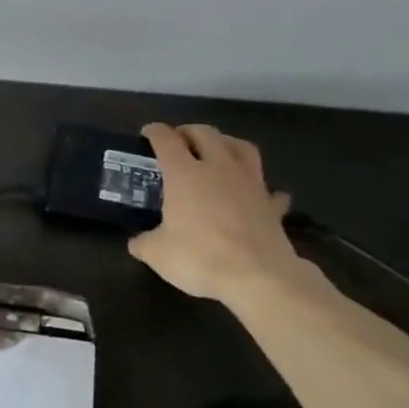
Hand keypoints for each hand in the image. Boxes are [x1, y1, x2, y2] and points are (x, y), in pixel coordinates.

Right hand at [126, 123, 306, 304]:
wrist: (258, 276)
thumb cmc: (200, 257)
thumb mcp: (157, 253)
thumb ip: (143, 242)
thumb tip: (137, 242)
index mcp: (184, 173)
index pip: (166, 140)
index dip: (154, 132)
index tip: (146, 133)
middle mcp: (218, 168)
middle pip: (206, 134)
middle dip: (189, 131)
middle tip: (179, 139)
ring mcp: (250, 183)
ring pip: (242, 147)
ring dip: (227, 143)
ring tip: (218, 150)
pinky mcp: (271, 205)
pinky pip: (266, 187)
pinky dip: (258, 186)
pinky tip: (254, 194)